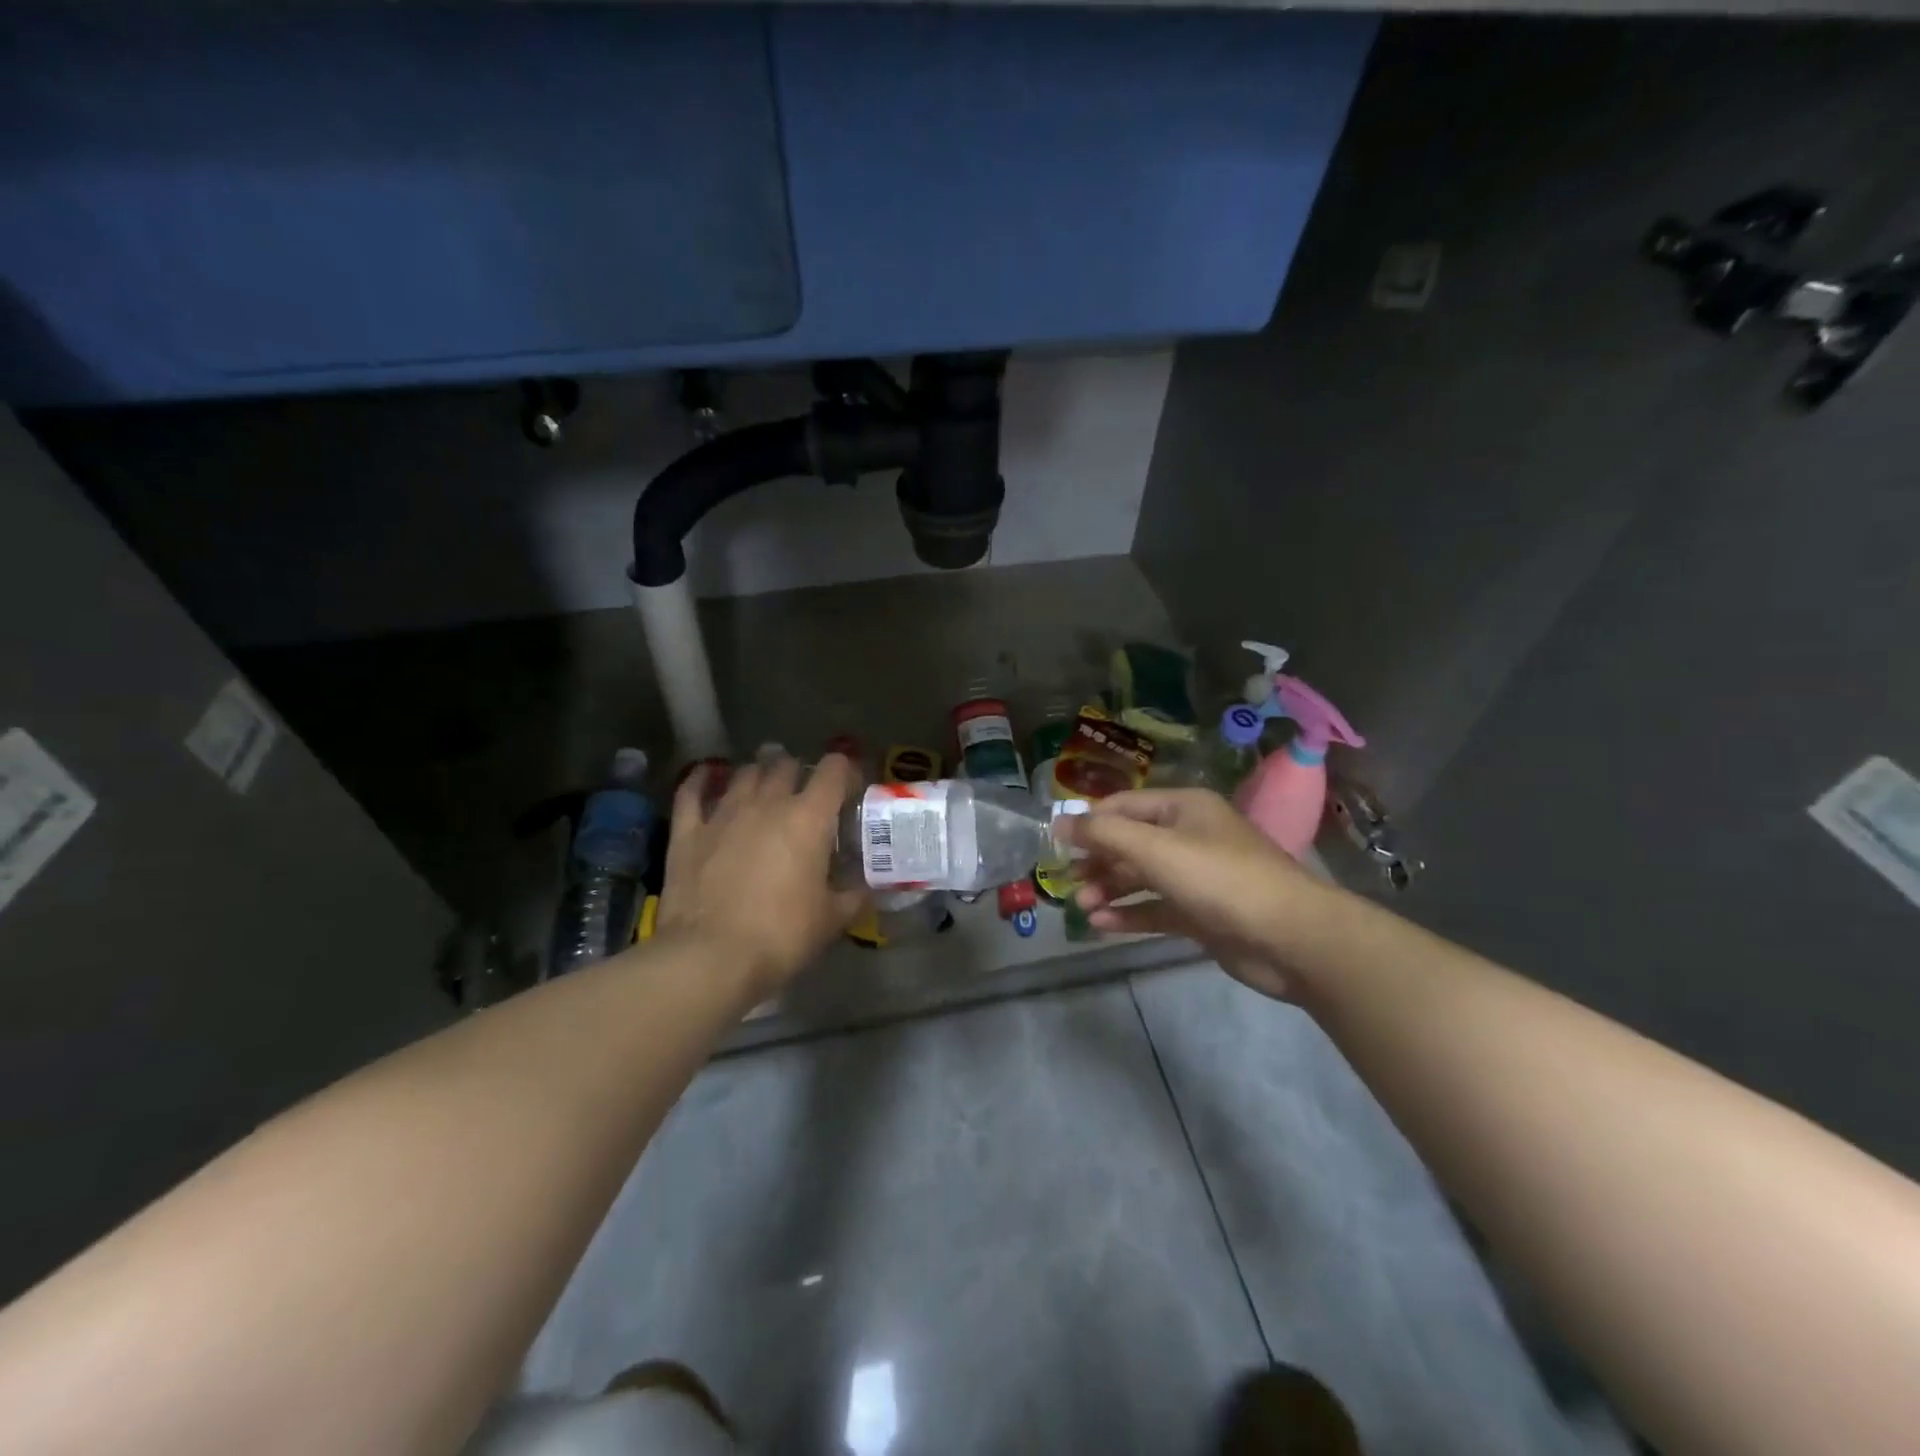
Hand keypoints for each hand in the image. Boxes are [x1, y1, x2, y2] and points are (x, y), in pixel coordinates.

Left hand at [655, 751, 866, 1002]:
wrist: (710, 957)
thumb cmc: (781, 936)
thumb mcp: (831, 920)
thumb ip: (854, 896)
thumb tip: (866, 887)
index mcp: (808, 818)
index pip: (834, 769)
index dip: (845, 771)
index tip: (849, 790)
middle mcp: (767, 802)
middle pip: (786, 765)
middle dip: (799, 772)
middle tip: (805, 794)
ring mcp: (724, 813)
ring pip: (744, 773)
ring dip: (759, 774)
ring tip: (764, 786)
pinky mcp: (688, 831)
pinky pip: (692, 791)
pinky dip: (701, 780)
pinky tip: (706, 776)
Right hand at [1065, 788, 1327, 999]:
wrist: (1290, 938)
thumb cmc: (1219, 879)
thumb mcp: (1155, 849)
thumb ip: (1104, 833)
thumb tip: (1060, 822)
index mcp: (1183, 808)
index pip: (1124, 805)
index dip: (1089, 822)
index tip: (1056, 844)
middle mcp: (1190, 836)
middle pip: (1130, 842)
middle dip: (1098, 860)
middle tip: (1068, 881)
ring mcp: (1197, 877)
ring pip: (1141, 877)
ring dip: (1109, 889)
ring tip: (1082, 906)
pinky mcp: (1202, 914)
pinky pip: (1156, 908)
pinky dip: (1129, 914)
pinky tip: (1101, 925)